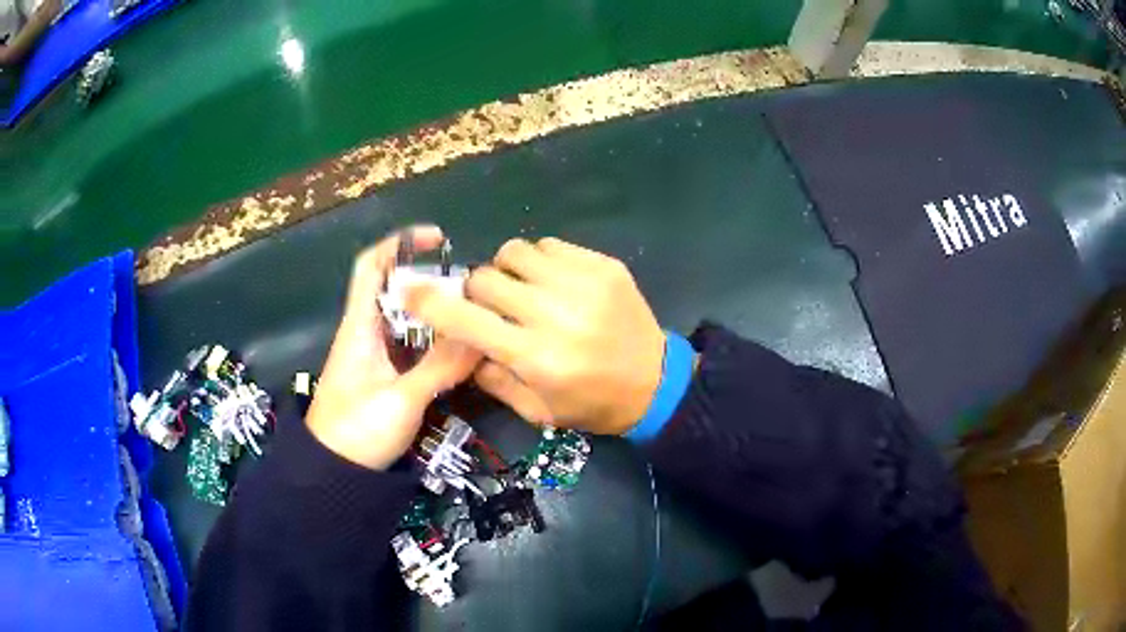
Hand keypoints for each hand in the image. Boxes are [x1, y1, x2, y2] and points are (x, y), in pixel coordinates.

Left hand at [307, 226, 481, 469]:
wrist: (333, 475)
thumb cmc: (356, 432)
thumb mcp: (400, 400)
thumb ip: (439, 368)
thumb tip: (480, 337)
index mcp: (359, 326)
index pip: (371, 266)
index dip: (400, 243)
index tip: (437, 239)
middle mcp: (367, 333)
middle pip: (398, 292)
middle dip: (433, 283)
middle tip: (473, 291)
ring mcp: (377, 357)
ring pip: (411, 322)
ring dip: (439, 316)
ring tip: (475, 318)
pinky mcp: (386, 378)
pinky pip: (415, 349)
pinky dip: (438, 344)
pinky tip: (463, 352)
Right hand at [407, 238, 666, 434]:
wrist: (656, 384)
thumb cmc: (592, 405)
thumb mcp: (537, 410)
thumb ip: (491, 376)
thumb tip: (459, 342)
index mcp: (536, 357)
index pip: (466, 320)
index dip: (430, 303)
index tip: (410, 292)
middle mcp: (556, 314)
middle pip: (485, 278)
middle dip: (476, 292)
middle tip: (492, 308)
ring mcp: (584, 284)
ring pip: (515, 252)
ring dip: (507, 271)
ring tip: (523, 291)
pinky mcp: (605, 267)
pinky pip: (551, 245)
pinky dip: (540, 262)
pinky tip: (554, 284)